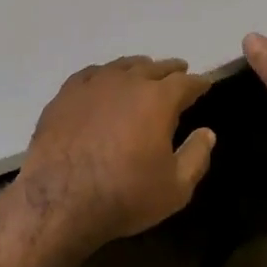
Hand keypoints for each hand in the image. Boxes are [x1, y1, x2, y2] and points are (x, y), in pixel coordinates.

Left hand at [18, 57, 215, 251]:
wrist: (59, 200)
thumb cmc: (124, 195)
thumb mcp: (176, 188)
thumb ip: (197, 156)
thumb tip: (207, 133)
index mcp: (158, 99)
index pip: (186, 83)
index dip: (198, 83)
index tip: (205, 84)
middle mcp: (126, 82)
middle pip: (154, 67)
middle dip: (170, 70)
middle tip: (179, 71)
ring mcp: (92, 85)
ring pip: (121, 66)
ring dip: (138, 68)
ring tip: (144, 71)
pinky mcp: (64, 95)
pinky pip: (90, 74)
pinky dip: (104, 75)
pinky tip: (104, 82)